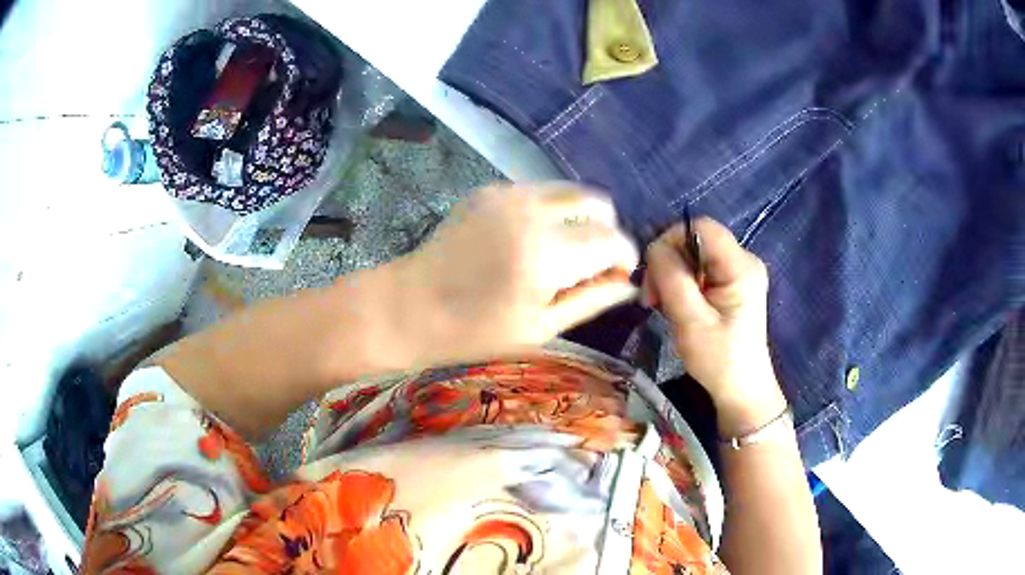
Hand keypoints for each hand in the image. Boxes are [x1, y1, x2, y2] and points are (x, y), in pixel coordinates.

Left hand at [395, 182, 639, 366]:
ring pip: (569, 190)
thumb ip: (591, 299)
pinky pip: (538, 190)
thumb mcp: (540, 326)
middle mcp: (533, 210)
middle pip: (596, 202)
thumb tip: (629, 283)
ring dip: (580, 217)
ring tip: (564, 250)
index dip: (624, 256)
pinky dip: (550, 209)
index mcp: (548, 252)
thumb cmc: (474, 332)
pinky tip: (531, 238)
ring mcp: (508, 193)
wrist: (410, 306)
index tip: (619, 275)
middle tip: (592, 262)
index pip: (612, 239)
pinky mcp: (489, 189)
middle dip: (605, 230)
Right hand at [642, 218, 785, 432]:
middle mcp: (744, 260)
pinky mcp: (732, 283)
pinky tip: (676, 306)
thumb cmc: (718, 359)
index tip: (654, 274)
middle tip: (652, 299)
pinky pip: (699, 268)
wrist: (740, 389)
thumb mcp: (689, 320)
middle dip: (668, 264)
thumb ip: (671, 277)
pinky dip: (682, 283)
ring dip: (671, 276)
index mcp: (741, 267)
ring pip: (694, 254)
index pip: (701, 227)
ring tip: (661, 306)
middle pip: (695, 240)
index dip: (671, 240)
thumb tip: (654, 247)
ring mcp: (739, 271)